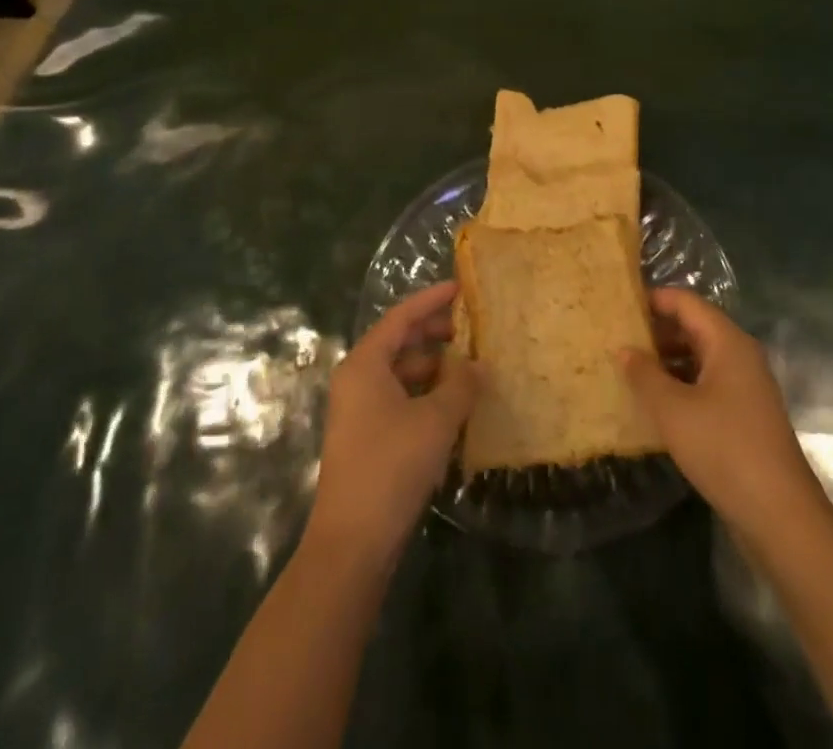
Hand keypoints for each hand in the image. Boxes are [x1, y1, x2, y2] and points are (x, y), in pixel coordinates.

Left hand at [307, 280, 480, 562]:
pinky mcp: (366, 438)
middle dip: (435, 333)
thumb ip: (462, 385)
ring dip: (434, 367)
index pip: (401, 316)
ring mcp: (359, 410)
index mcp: (365, 364)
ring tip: (470, 367)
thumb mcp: (436, 420)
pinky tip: (454, 405)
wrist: (352, 543)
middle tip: (471, 329)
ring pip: (400, 373)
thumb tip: (480, 365)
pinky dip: (425, 394)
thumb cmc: (391, 466)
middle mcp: (357, 380)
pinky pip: (400, 399)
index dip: (432, 300)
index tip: (461, 288)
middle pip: (399, 342)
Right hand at [619, 288, 824, 536]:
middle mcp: (739, 356)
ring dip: (665, 360)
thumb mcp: (673, 409)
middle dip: (655, 331)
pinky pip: (706, 384)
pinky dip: (679, 385)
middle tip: (615, 338)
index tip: (618, 307)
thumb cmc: (724, 449)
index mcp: (727, 342)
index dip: (652, 299)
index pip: (685, 302)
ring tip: (627, 369)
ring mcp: (744, 387)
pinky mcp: (743, 416)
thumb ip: (644, 374)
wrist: (780, 515)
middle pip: (693, 327)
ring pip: (698, 357)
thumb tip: (624, 350)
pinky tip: (653, 403)